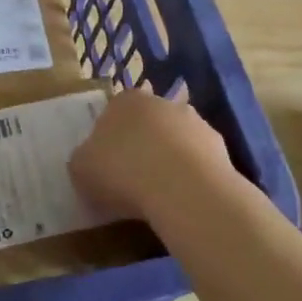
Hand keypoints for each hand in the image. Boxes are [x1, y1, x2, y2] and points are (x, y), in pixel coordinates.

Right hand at [69, 89, 231, 222]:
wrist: (183, 189)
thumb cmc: (123, 172)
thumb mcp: (81, 169)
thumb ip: (84, 160)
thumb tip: (90, 161)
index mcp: (124, 101)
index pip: (112, 113)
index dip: (108, 140)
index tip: (106, 166)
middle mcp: (161, 102)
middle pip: (147, 124)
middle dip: (141, 146)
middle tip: (132, 181)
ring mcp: (194, 122)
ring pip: (175, 141)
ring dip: (169, 160)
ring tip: (160, 195)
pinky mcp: (220, 147)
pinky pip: (198, 162)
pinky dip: (192, 177)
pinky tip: (184, 200)